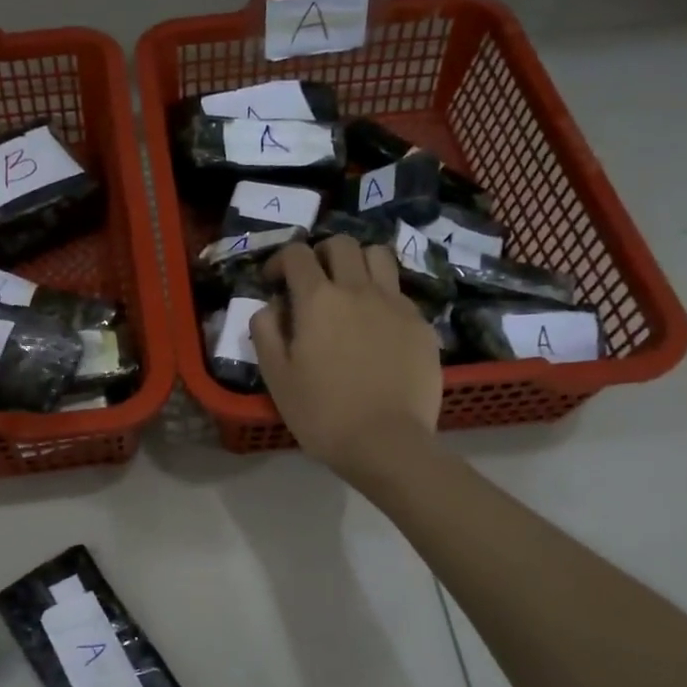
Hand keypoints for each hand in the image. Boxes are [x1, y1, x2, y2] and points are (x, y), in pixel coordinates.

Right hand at [250, 237, 441, 482]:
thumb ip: (265, 332)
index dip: (280, 261)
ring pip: (378, 255)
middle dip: (320, 254)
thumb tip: (269, 306)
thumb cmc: (322, 413)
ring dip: (358, 263)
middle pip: (341, 244)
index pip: (297, 254)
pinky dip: (382, 295)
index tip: (274, 281)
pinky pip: (399, 292)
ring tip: (349, 290)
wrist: (386, 442)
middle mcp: (358, 289)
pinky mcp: (421, 324)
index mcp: (318, 300)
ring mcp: (396, 304)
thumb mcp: (276, 377)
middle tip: (312, 281)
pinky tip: (376, 326)